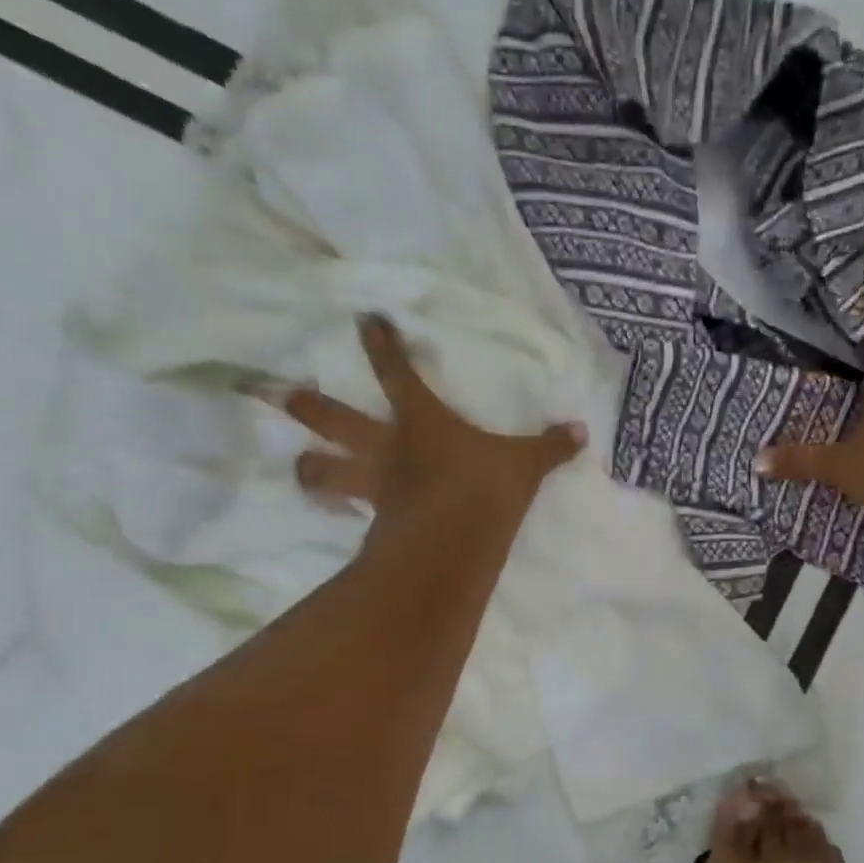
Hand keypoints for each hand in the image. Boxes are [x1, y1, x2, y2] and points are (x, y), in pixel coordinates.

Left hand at [265, 315, 586, 525]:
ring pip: (323, 470)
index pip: (396, 372)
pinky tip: (335, 512)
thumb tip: (582, 431)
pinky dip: (336, 509)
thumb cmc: (484, 489)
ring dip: (309, 468)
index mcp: (422, 420)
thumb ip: (551, 446)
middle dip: (307, 404)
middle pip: (333, 418)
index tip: (364, 320)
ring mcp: (373, 484)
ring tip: (301, 465)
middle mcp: (386, 446)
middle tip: (281, 393)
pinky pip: (346, 510)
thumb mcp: (526, 465)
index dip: (381, 344)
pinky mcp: (372, 519)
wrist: (454, 542)